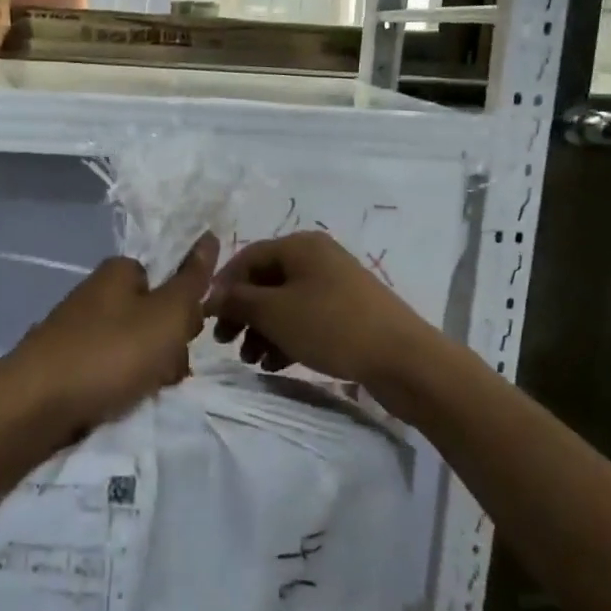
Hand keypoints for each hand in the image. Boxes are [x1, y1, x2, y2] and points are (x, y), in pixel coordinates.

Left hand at [3, 235, 218, 429]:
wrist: (36, 405)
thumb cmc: (110, 352)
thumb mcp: (167, 314)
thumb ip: (191, 280)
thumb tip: (210, 236)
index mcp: (118, 273)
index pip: (166, 282)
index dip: (183, 311)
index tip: (186, 338)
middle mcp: (95, 294)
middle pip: (150, 317)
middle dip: (166, 348)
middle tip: (164, 373)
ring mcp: (76, 330)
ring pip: (131, 348)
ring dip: (145, 372)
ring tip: (140, 394)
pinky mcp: (63, 365)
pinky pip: (105, 371)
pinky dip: (116, 387)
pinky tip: (116, 404)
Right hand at [204, 232, 437, 397]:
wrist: (403, 359)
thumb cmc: (331, 326)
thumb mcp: (274, 313)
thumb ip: (238, 301)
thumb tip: (211, 296)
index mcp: (300, 246)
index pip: (248, 257)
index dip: (224, 286)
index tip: (207, 318)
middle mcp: (317, 258)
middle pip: (266, 281)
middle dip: (243, 313)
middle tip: (226, 343)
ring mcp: (335, 285)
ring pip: (285, 303)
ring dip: (262, 330)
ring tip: (252, 361)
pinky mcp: (348, 313)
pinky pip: (306, 319)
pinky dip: (286, 337)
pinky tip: (275, 364)